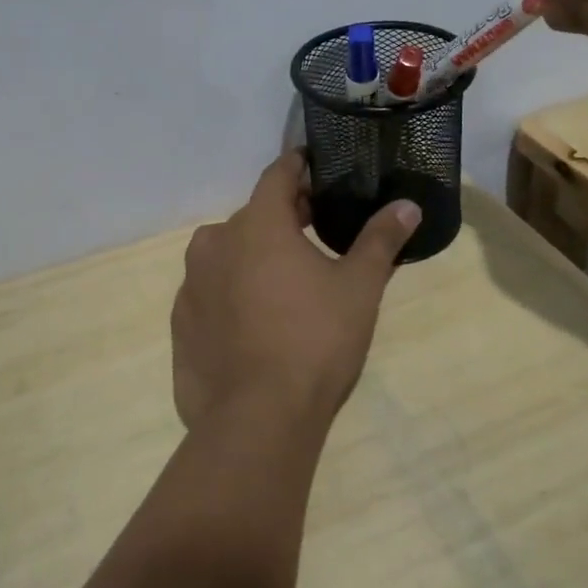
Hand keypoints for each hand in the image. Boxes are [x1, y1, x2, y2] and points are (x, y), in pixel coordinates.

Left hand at [170, 152, 420, 436]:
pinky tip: (256, 322)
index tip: (316, 169)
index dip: (299, 167)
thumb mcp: (358, 288)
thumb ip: (380, 240)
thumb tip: (407, 206)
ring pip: (228, 254)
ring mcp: (191, 284)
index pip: (277, 175)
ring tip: (286, 281)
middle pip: (253, 215)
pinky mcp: (180, 323)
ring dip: (254, 256)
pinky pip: (211, 292)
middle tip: (316, 230)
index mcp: (256, 224)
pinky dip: (232, 293)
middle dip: (283, 217)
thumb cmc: (315, 341)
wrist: (257, 420)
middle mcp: (215, 243)